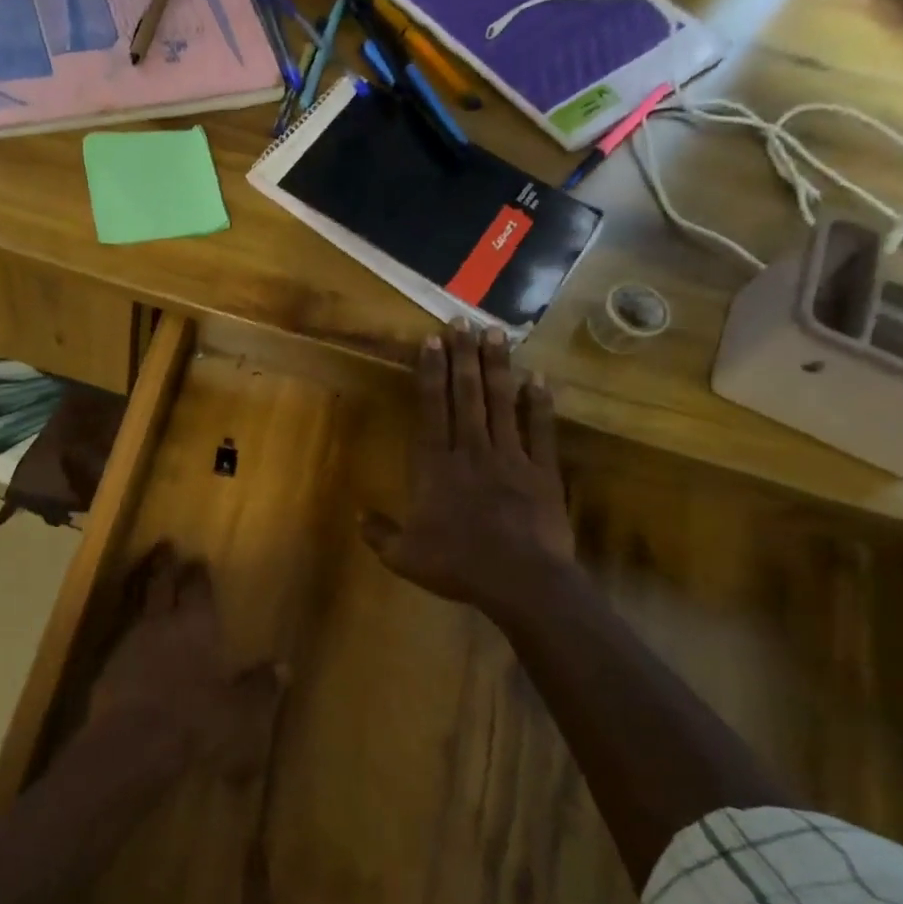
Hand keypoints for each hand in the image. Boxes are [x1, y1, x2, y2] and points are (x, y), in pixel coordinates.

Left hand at [88, 543, 283, 778]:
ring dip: (140, 587)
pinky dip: (127, 625)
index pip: (197, 590)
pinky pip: (120, 633)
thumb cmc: (195, 722)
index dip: (198, 574)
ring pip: (135, 602)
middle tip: (164, 544)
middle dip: (164, 564)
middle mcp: (162, 623)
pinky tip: (129, 633)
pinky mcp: (108, 662)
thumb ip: (259, 687)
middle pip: (160, 584)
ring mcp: (130, 640)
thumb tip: (283, 668)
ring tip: (142, 577)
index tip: (197, 559)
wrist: (132, 742)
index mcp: (196, 627)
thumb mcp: (239, 711)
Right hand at [361, 323, 575, 617]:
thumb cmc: (457, 565)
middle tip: (462, 321)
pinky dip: (538, 404)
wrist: (521, 582)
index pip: (431, 409)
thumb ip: (379, 533)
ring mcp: (511, 458)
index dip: (430, 373)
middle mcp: (471, 451)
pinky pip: (540, 430)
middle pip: (466, 395)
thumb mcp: (404, 556)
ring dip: (497, 367)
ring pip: (501, 403)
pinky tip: (538, 378)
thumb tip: (359, 515)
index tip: (431, 341)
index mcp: (435, 467)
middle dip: (462, 356)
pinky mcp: (542, 472)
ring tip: (495, 333)